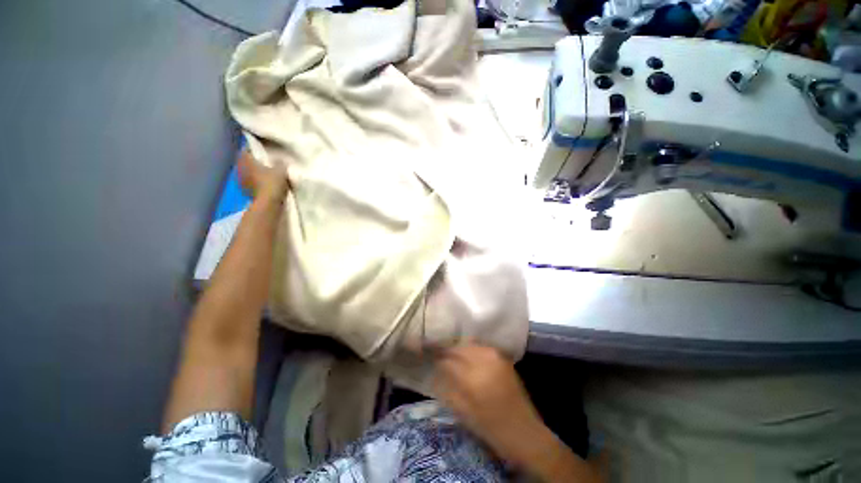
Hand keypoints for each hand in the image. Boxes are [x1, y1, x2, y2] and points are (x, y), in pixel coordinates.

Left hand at [237, 149, 288, 200]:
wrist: (268, 203)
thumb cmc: (272, 183)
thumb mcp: (281, 170)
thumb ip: (280, 163)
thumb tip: (279, 160)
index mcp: (246, 161)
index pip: (246, 150)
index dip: (253, 149)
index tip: (261, 150)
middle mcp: (241, 169)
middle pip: (246, 162)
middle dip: (253, 161)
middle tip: (264, 161)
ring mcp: (242, 181)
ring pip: (247, 172)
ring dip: (254, 173)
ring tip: (265, 173)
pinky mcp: (246, 191)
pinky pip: (250, 182)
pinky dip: (255, 182)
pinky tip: (264, 184)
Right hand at [434, 345, 547, 466]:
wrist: (524, 431)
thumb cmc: (490, 427)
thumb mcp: (463, 411)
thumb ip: (448, 387)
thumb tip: (438, 370)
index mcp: (472, 377)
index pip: (448, 359)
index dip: (438, 358)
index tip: (431, 358)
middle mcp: (484, 360)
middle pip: (459, 347)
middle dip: (448, 350)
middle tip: (440, 355)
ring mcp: (495, 356)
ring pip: (470, 344)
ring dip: (459, 348)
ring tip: (453, 355)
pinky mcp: (503, 357)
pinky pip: (481, 347)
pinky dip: (471, 349)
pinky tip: (467, 356)